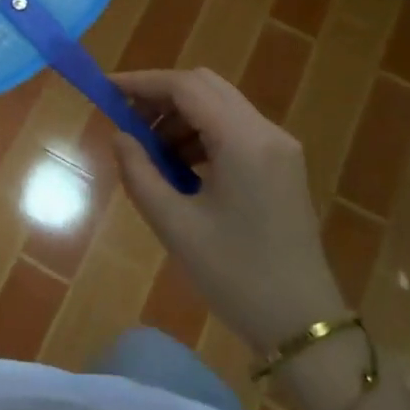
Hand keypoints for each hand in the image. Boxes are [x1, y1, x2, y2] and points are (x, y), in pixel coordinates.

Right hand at [109, 68, 342, 354]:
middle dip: (161, 95)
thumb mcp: (175, 225)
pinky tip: (180, 167)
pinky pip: (235, 129)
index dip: (142, 82)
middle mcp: (267, 132)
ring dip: (180, 116)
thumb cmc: (236, 276)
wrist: (303, 326)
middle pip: (205, 87)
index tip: (106, 90)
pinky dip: (202, 133)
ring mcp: (280, 148)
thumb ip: (140, 172)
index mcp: (243, 142)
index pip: (186, 87)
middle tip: (126, 120)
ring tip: (149, 152)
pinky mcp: (282, 165)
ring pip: (220, 105)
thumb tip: (120, 136)